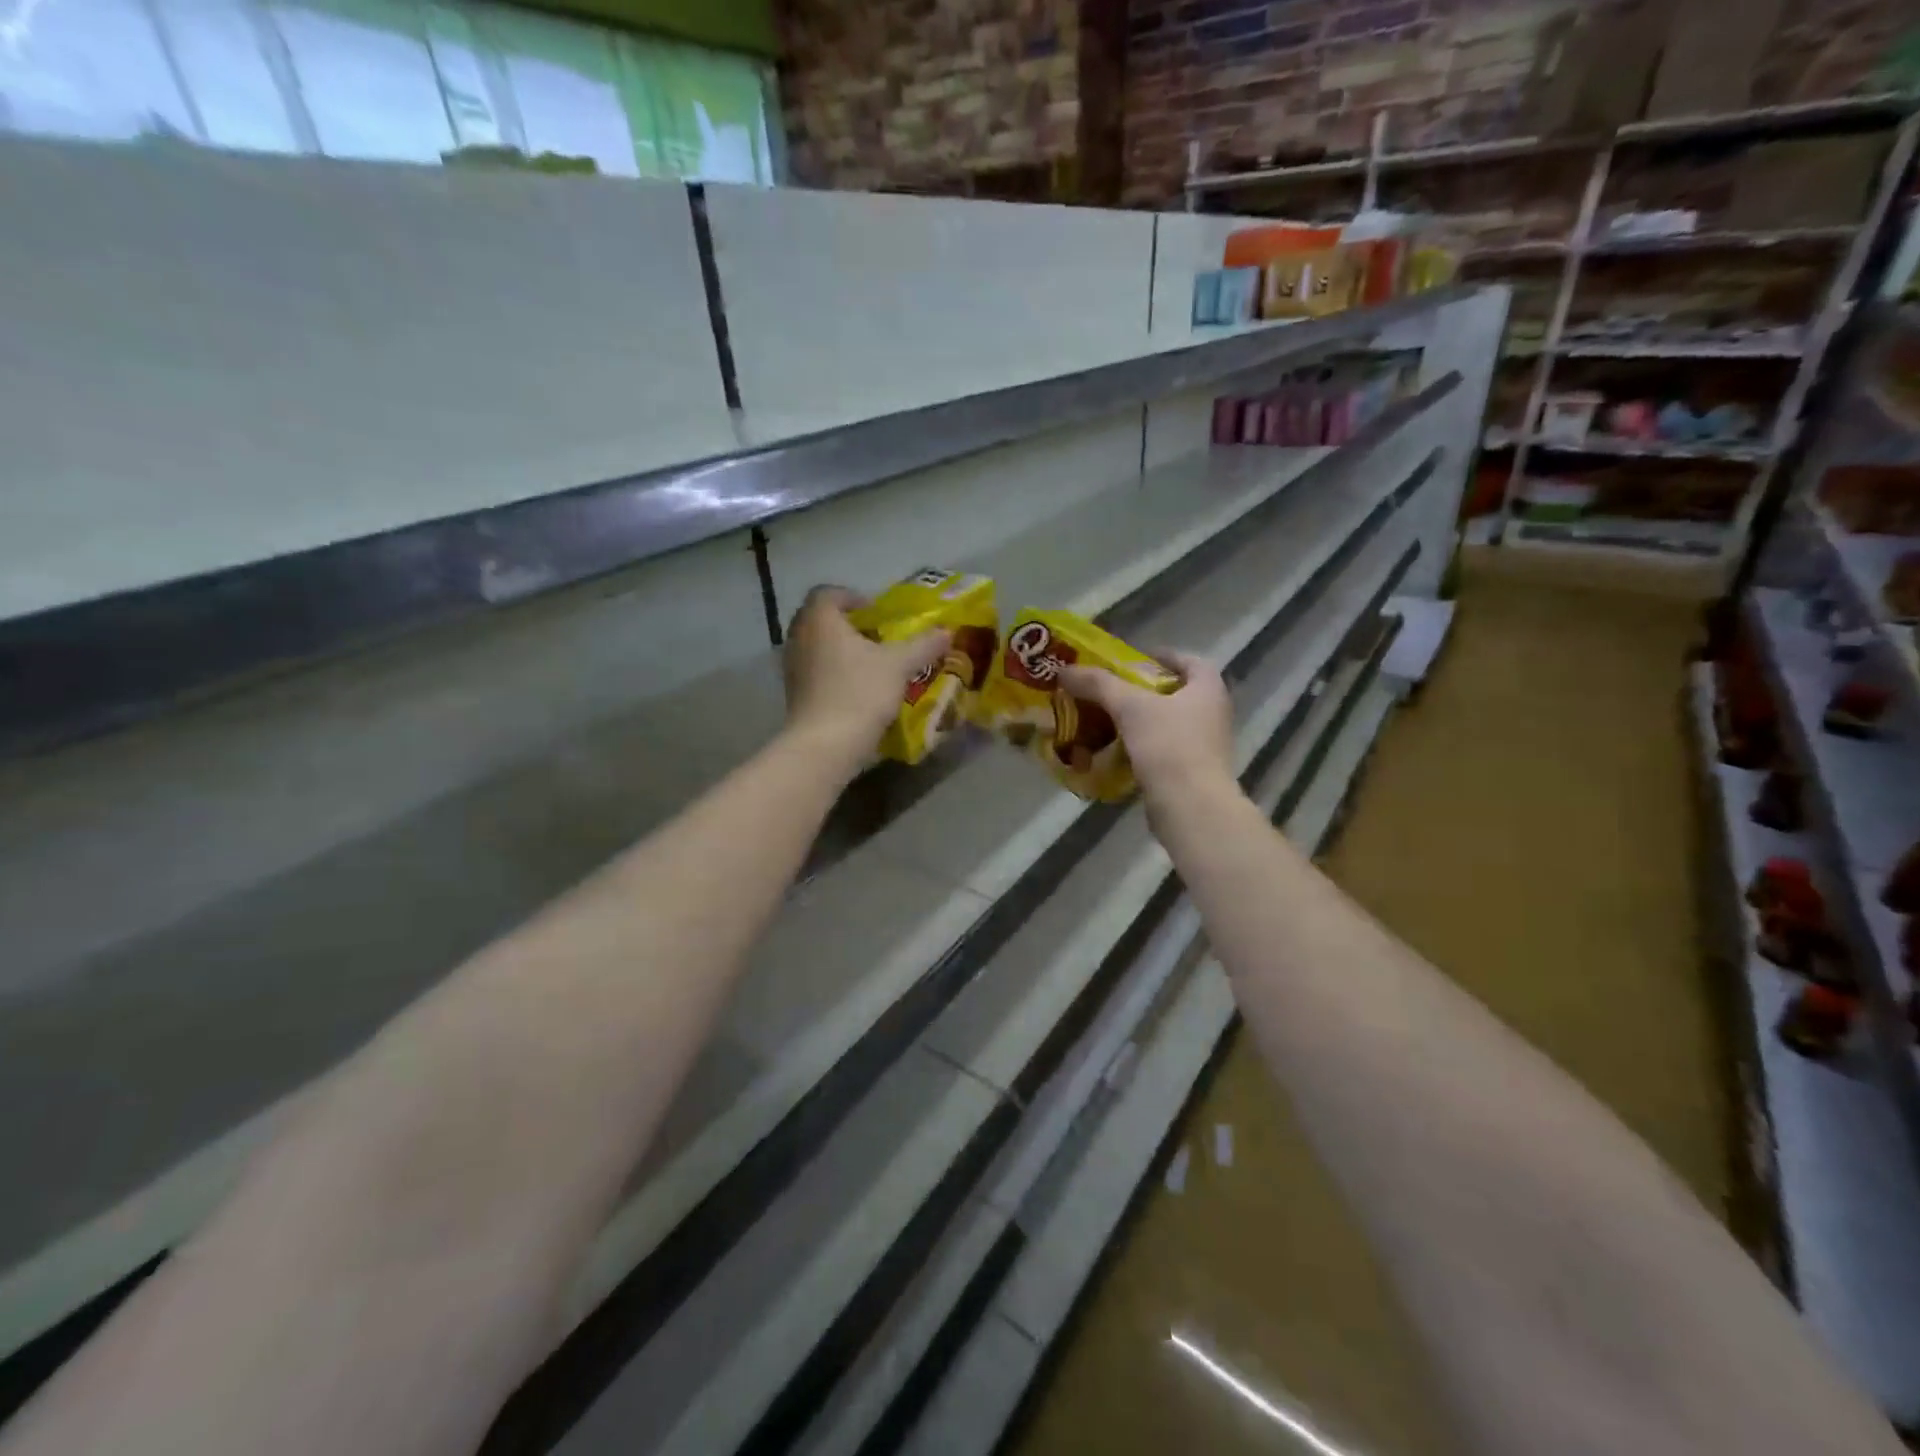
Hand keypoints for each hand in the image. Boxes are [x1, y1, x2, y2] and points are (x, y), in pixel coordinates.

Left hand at [782, 586, 948, 771]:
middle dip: (850, 626)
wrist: (825, 745)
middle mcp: (799, 637)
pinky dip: (834, 674)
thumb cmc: (860, 692)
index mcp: (820, 619)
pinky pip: (815, 672)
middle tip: (878, 638)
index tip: (876, 613)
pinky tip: (858, 690)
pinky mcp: (794, 694)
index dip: (853, 597)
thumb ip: (923, 645)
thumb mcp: (899, 665)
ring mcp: (792, 667)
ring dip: (841, 651)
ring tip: (872, 666)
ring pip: (817, 647)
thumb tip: (946, 631)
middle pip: (821, 620)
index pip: (828, 593)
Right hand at [1058, 649, 1234, 801]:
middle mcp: (1213, 714)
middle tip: (1110, 690)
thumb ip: (1098, 684)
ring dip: (1139, 721)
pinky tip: (1114, 752)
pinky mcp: (1192, 773)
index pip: (1189, 660)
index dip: (1162, 656)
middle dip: (1142, 691)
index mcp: (1208, 689)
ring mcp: (1205, 746)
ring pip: (1167, 724)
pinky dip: (1140, 748)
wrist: (1191, 807)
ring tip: (1105, 720)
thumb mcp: (1130, 707)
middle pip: (1175, 693)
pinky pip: (1162, 751)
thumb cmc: (1169, 745)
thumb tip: (1065, 670)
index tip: (1133, 659)